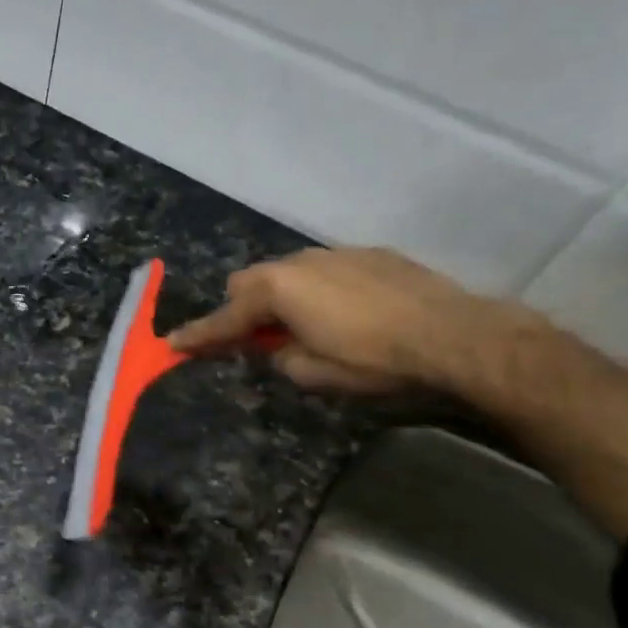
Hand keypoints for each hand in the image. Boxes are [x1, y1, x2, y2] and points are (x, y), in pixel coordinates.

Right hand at [168, 247, 529, 392]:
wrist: (455, 335)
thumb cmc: (373, 359)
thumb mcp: (312, 373)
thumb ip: (279, 357)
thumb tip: (278, 348)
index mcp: (278, 289)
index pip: (224, 318)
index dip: (198, 336)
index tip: (172, 344)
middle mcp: (300, 262)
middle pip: (249, 282)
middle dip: (242, 310)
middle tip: (255, 340)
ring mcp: (336, 253)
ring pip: (288, 272)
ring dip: (282, 298)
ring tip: (305, 327)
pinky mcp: (371, 255)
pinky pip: (325, 271)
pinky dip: (318, 291)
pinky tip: (346, 314)